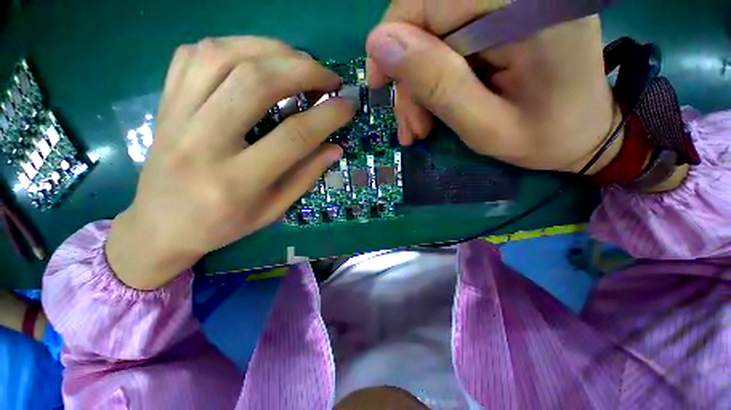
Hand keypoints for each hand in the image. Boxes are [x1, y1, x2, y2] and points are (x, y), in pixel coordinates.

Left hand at [107, 37, 353, 289]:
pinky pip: (194, 55)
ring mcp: (176, 117)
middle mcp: (202, 143)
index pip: (293, 137)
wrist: (160, 225)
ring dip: (271, 49)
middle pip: (255, 84)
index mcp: (236, 182)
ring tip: (299, 60)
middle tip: (328, 77)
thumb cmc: (222, 225)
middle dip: (302, 71)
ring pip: (223, 57)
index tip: (348, 105)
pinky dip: (233, 46)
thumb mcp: (273, 210)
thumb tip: (335, 147)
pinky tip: (257, 57)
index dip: (327, 116)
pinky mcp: (164, 103)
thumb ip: (306, 176)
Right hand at [367, 3, 620, 173]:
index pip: (431, 0)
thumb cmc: (543, 139)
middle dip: (410, 76)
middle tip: (412, 125)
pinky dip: (433, 77)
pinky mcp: (506, 17)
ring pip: (434, 33)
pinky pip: (449, 40)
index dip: (394, 39)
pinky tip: (433, 110)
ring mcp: (514, 4)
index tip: (379, 84)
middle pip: (430, 18)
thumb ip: (437, 84)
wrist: (583, 134)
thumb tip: (379, 44)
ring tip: (421, 126)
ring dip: (419, 83)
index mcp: (529, 9)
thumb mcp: (485, 127)